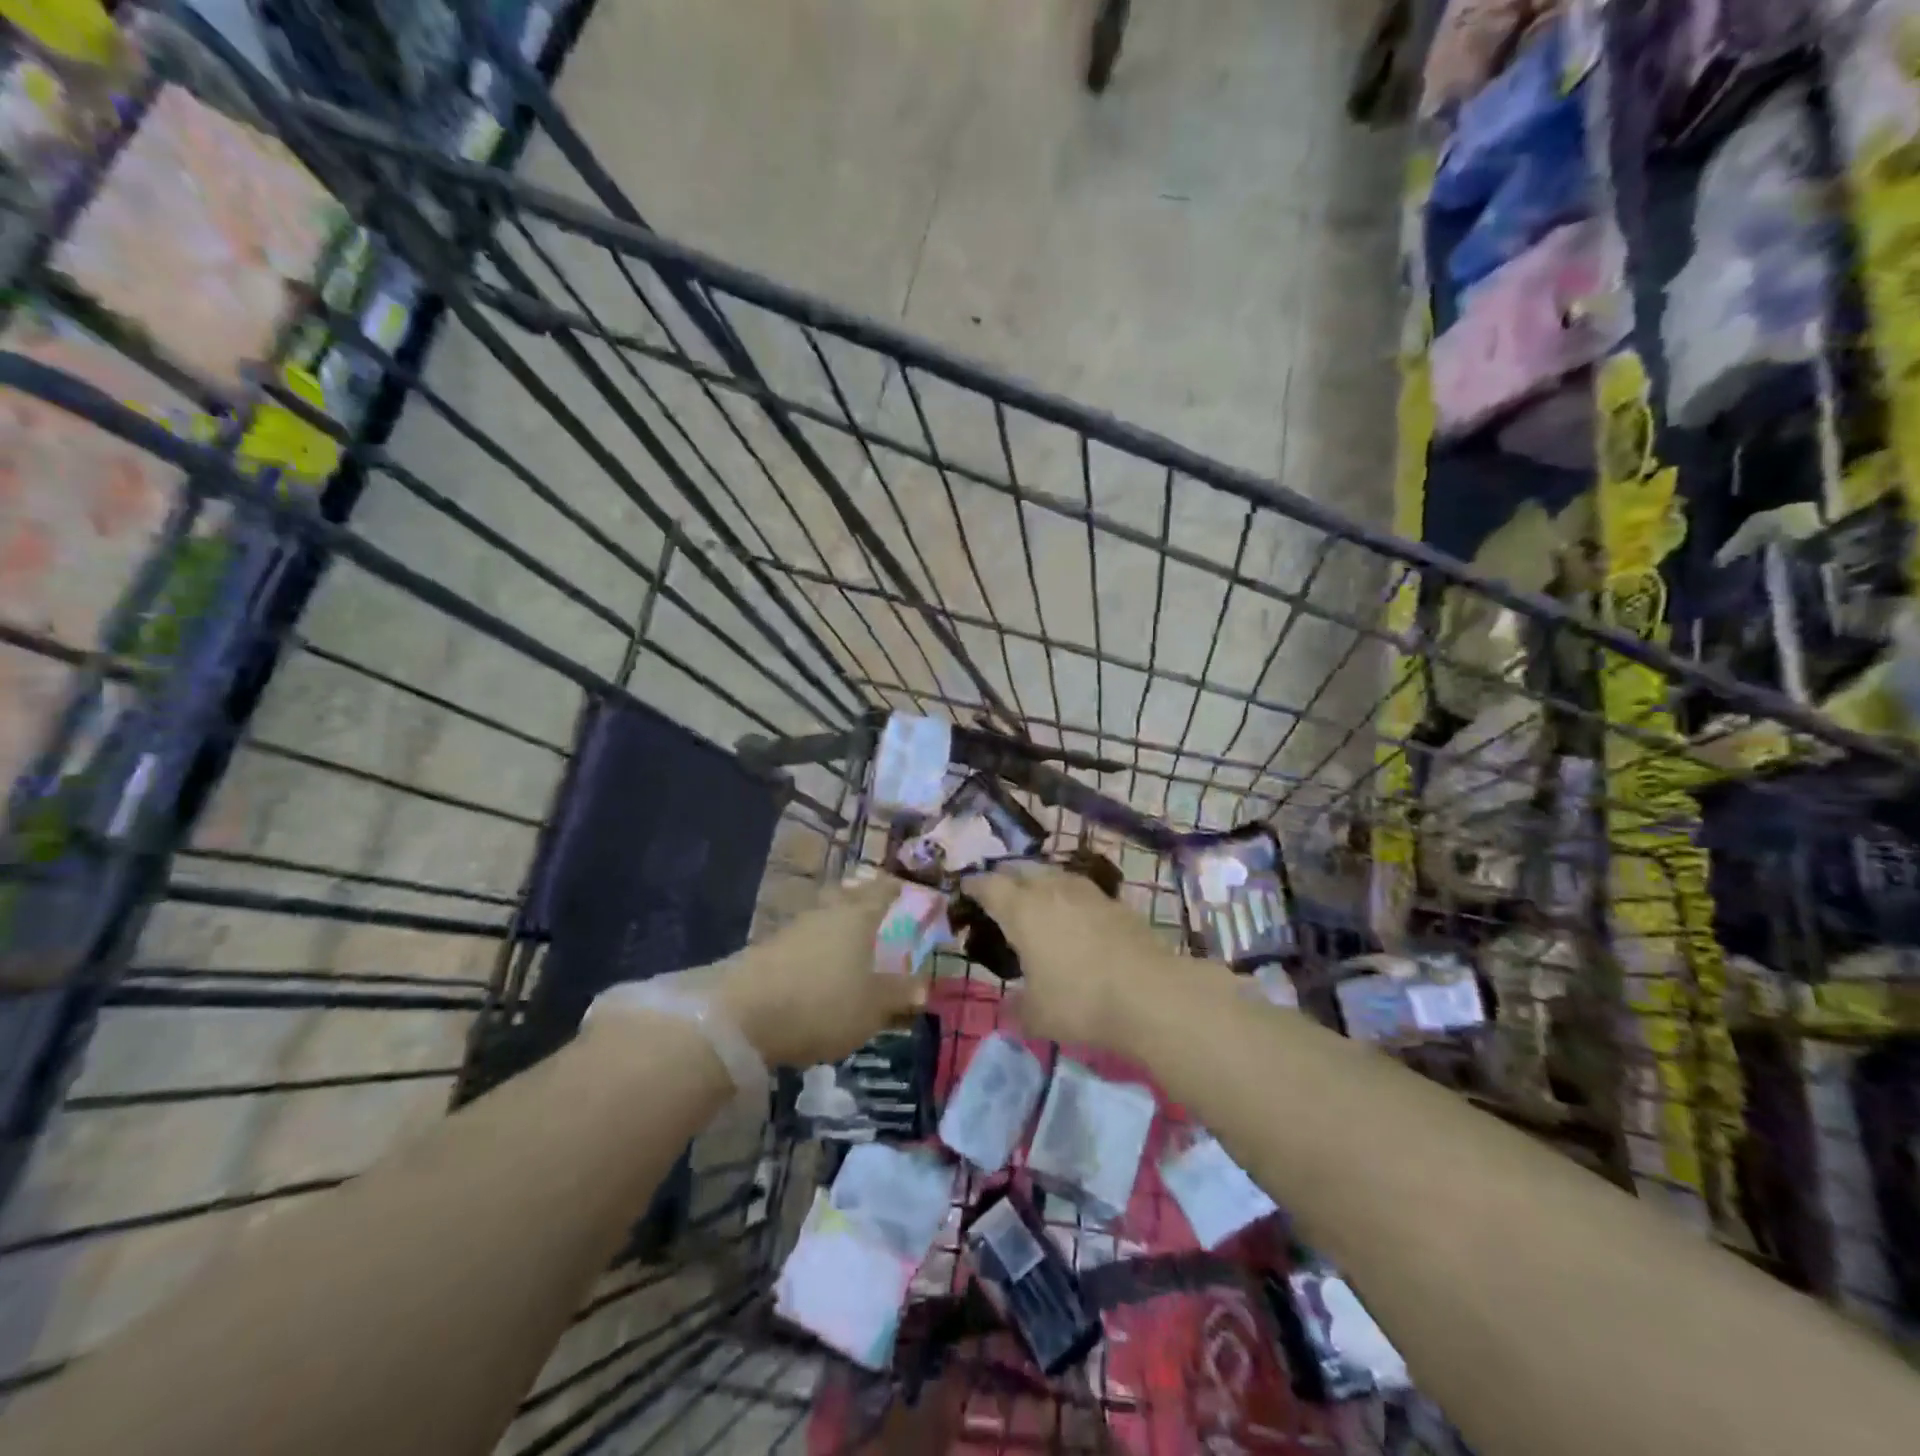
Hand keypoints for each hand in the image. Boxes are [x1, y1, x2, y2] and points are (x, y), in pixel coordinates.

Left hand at [714, 874, 927, 1067]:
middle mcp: (825, 915)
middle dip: (860, 897)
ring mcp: (792, 930)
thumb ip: (899, 994)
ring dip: (834, 921)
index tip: (901, 885)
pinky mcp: (766, 951)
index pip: (880, 894)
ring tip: (845, 934)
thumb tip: (925, 986)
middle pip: (846, 896)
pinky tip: (814, 961)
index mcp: (857, 919)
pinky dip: (814, 945)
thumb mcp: (871, 1007)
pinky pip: (802, 940)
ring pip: (822, 917)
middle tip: (871, 900)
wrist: (742, 1015)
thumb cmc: (822, 1004)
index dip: (892, 889)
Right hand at [960, 862, 1189, 1051]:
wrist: (1148, 993)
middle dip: (1006, 878)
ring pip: (1053, 875)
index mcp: (1021, 910)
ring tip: (1036, 901)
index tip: (965, 890)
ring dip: (1039, 883)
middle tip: (999, 895)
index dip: (974, 886)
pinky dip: (1068, 897)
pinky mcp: (1114, 901)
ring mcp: (1086, 891)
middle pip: (1021, 870)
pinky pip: (1080, 890)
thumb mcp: (1036, 1015)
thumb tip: (1010, 1006)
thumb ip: (1016, 1007)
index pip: (988, 886)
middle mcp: (1050, 890)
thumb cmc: (1079, 1002)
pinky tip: (1073, 916)